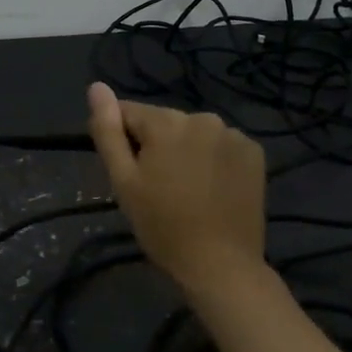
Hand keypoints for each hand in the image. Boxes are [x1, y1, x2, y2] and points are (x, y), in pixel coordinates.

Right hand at [86, 82, 266, 296]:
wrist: (221, 265)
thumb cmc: (163, 226)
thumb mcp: (124, 181)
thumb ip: (108, 131)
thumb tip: (96, 87)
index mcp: (166, 122)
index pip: (130, 113)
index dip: (124, 141)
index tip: (131, 174)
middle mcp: (202, 117)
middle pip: (165, 122)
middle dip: (157, 145)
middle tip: (158, 188)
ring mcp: (233, 134)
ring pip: (195, 133)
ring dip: (186, 151)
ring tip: (187, 190)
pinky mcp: (254, 152)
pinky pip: (222, 146)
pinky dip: (214, 159)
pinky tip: (213, 188)